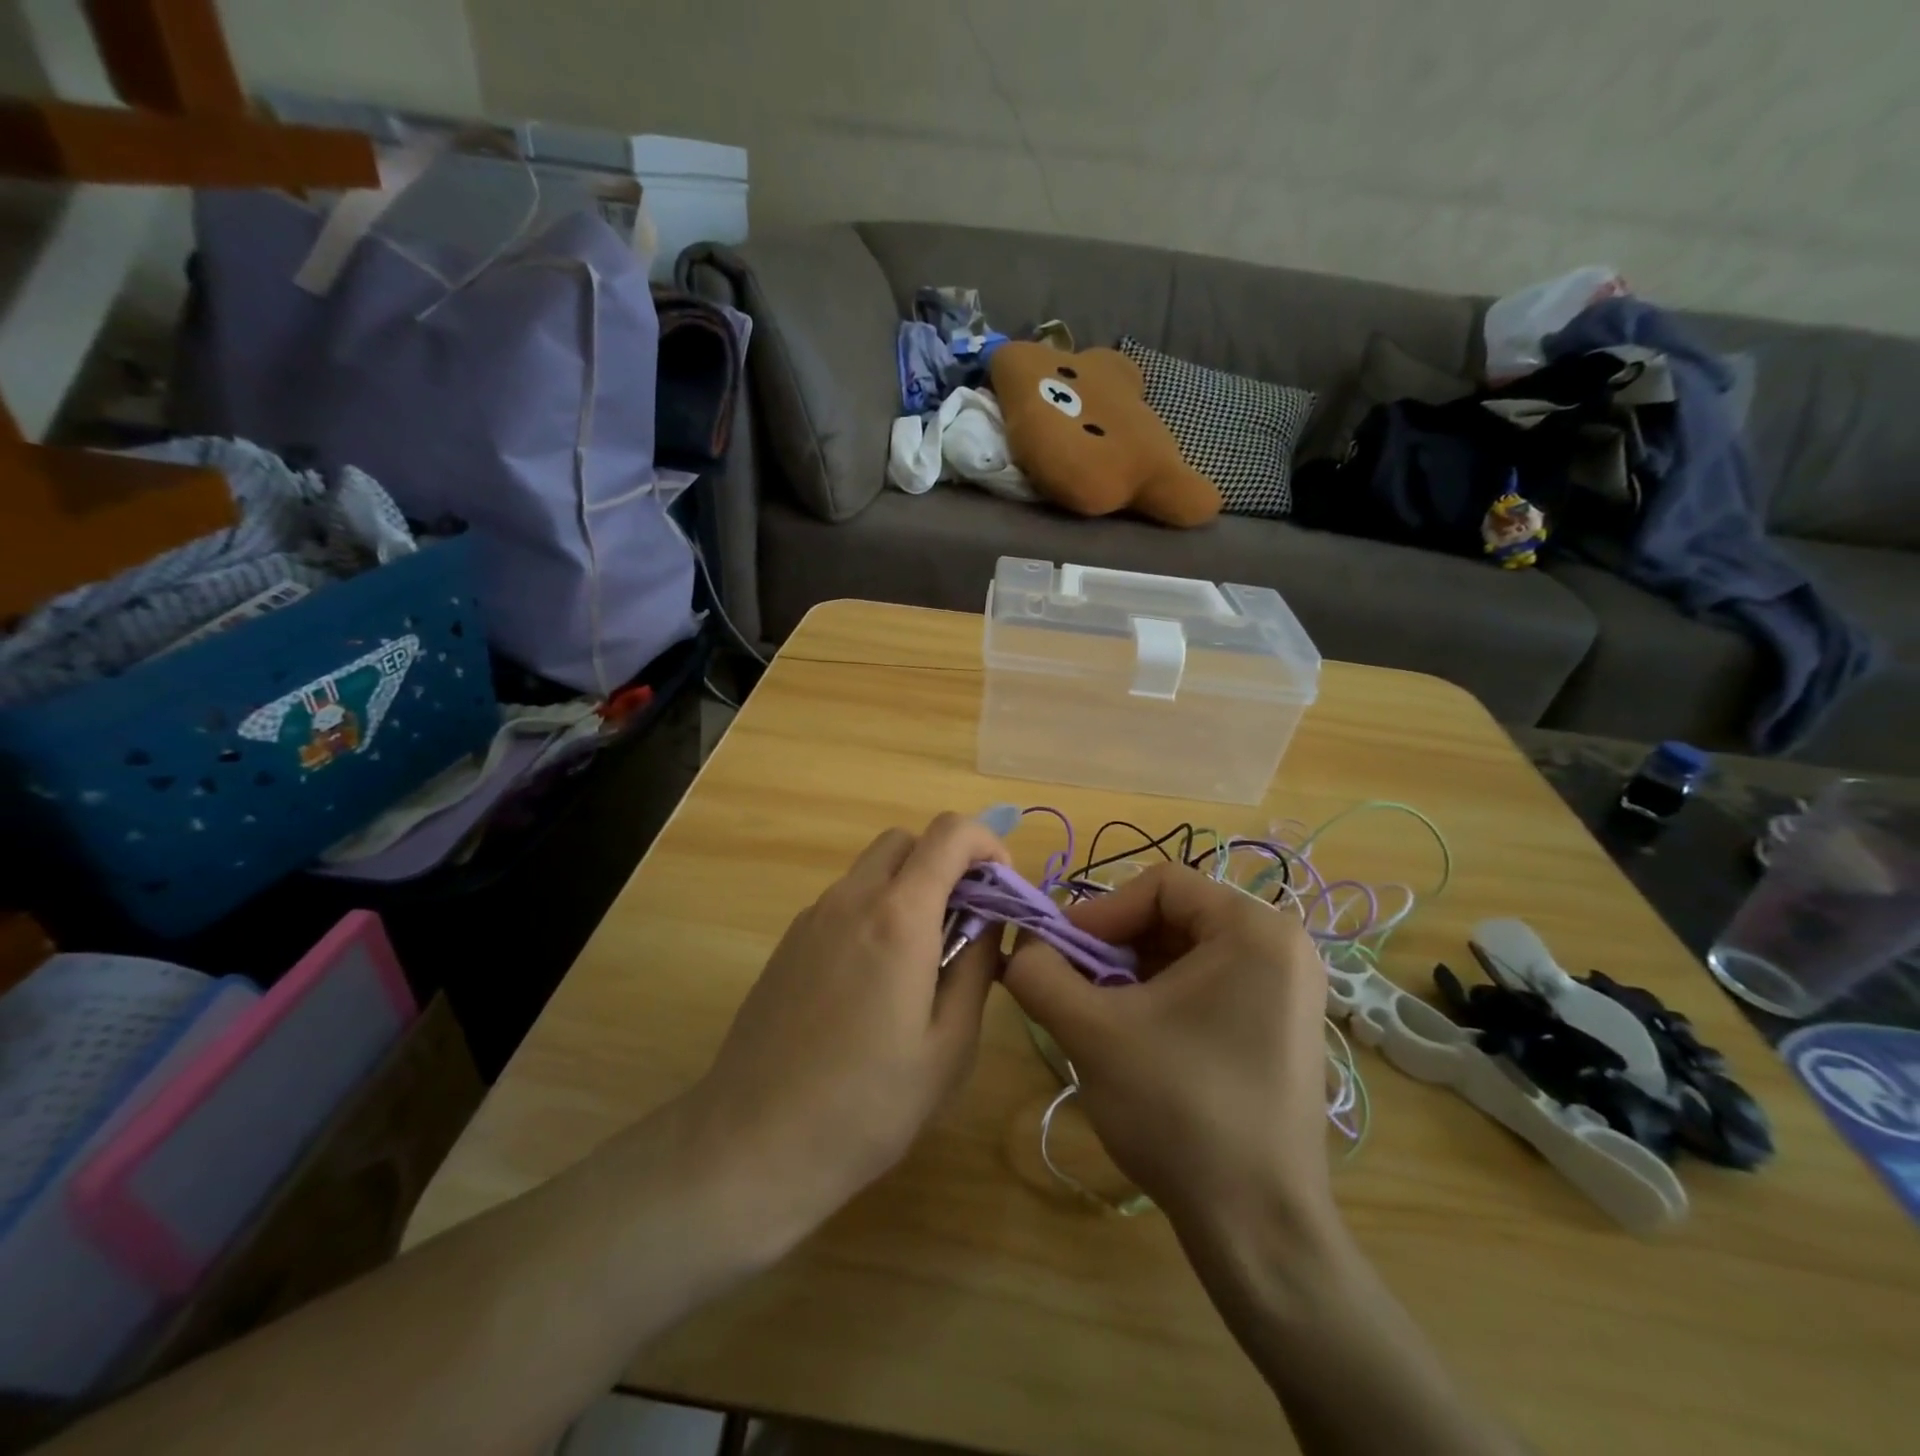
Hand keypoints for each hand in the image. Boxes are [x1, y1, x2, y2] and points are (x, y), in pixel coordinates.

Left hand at [683, 812, 1009, 1246]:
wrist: (754, 1142)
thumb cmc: (867, 1105)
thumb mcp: (949, 1046)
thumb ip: (976, 967)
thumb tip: (989, 922)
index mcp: (899, 917)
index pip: (950, 833)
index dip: (987, 844)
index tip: (1001, 888)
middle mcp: (852, 899)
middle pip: (907, 840)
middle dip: (946, 862)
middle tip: (966, 920)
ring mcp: (813, 917)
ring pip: (872, 869)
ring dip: (909, 887)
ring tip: (924, 956)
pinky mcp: (789, 941)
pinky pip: (844, 900)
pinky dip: (875, 910)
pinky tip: (875, 979)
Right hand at [1003, 863, 1334, 1236]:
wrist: (1259, 1229)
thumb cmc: (1180, 1112)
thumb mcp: (1093, 1033)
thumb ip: (1040, 975)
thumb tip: (1019, 946)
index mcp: (1254, 930)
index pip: (1160, 885)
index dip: (1100, 913)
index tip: (1059, 953)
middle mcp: (1283, 946)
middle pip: (1174, 915)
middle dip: (1114, 946)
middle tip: (1072, 984)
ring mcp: (1289, 988)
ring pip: (1187, 951)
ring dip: (1132, 972)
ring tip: (1097, 1012)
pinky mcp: (1281, 1025)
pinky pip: (1209, 983)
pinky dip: (1162, 996)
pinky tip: (1135, 1036)